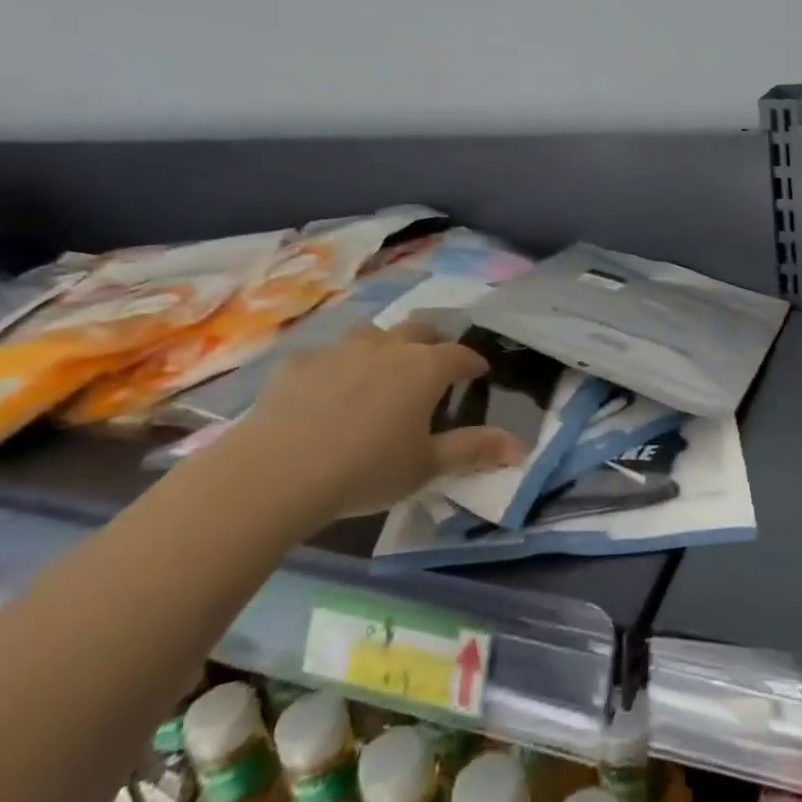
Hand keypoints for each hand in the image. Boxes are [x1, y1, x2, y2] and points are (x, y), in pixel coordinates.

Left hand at [230, 322, 525, 521]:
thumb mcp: (427, 466)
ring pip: (371, 334)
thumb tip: (521, 445)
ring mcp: (340, 351)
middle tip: (436, 362)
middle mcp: (388, 348)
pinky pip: (324, 355)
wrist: (279, 471)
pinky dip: (334, 366)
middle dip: (434, 342)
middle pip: (419, 330)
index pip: (460, 355)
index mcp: (424, 368)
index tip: (479, 372)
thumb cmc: (367, 469)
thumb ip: (474, 450)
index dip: (473, 362)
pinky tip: (324, 388)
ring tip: (383, 367)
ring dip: (384, 344)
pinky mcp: (299, 364)